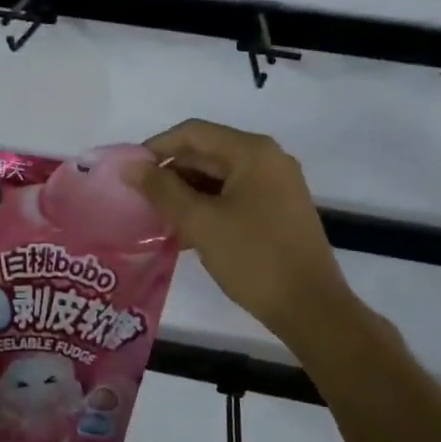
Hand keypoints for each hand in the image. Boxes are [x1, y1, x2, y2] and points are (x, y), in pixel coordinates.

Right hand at [127, 120, 348, 336]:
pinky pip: (232, 196)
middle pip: (206, 153)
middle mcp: (267, 159)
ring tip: (156, 218)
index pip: (193, 133)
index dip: (156, 147)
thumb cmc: (254, 258)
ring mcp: (276, 185)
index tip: (129, 172)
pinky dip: (206, 207)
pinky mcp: (277, 210)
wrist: (311, 308)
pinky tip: (183, 232)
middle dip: (170, 173)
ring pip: (217, 177)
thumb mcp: (201, 222)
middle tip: (139, 199)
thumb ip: (162, 190)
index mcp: (252, 152)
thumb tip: (129, 167)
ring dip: (185, 193)